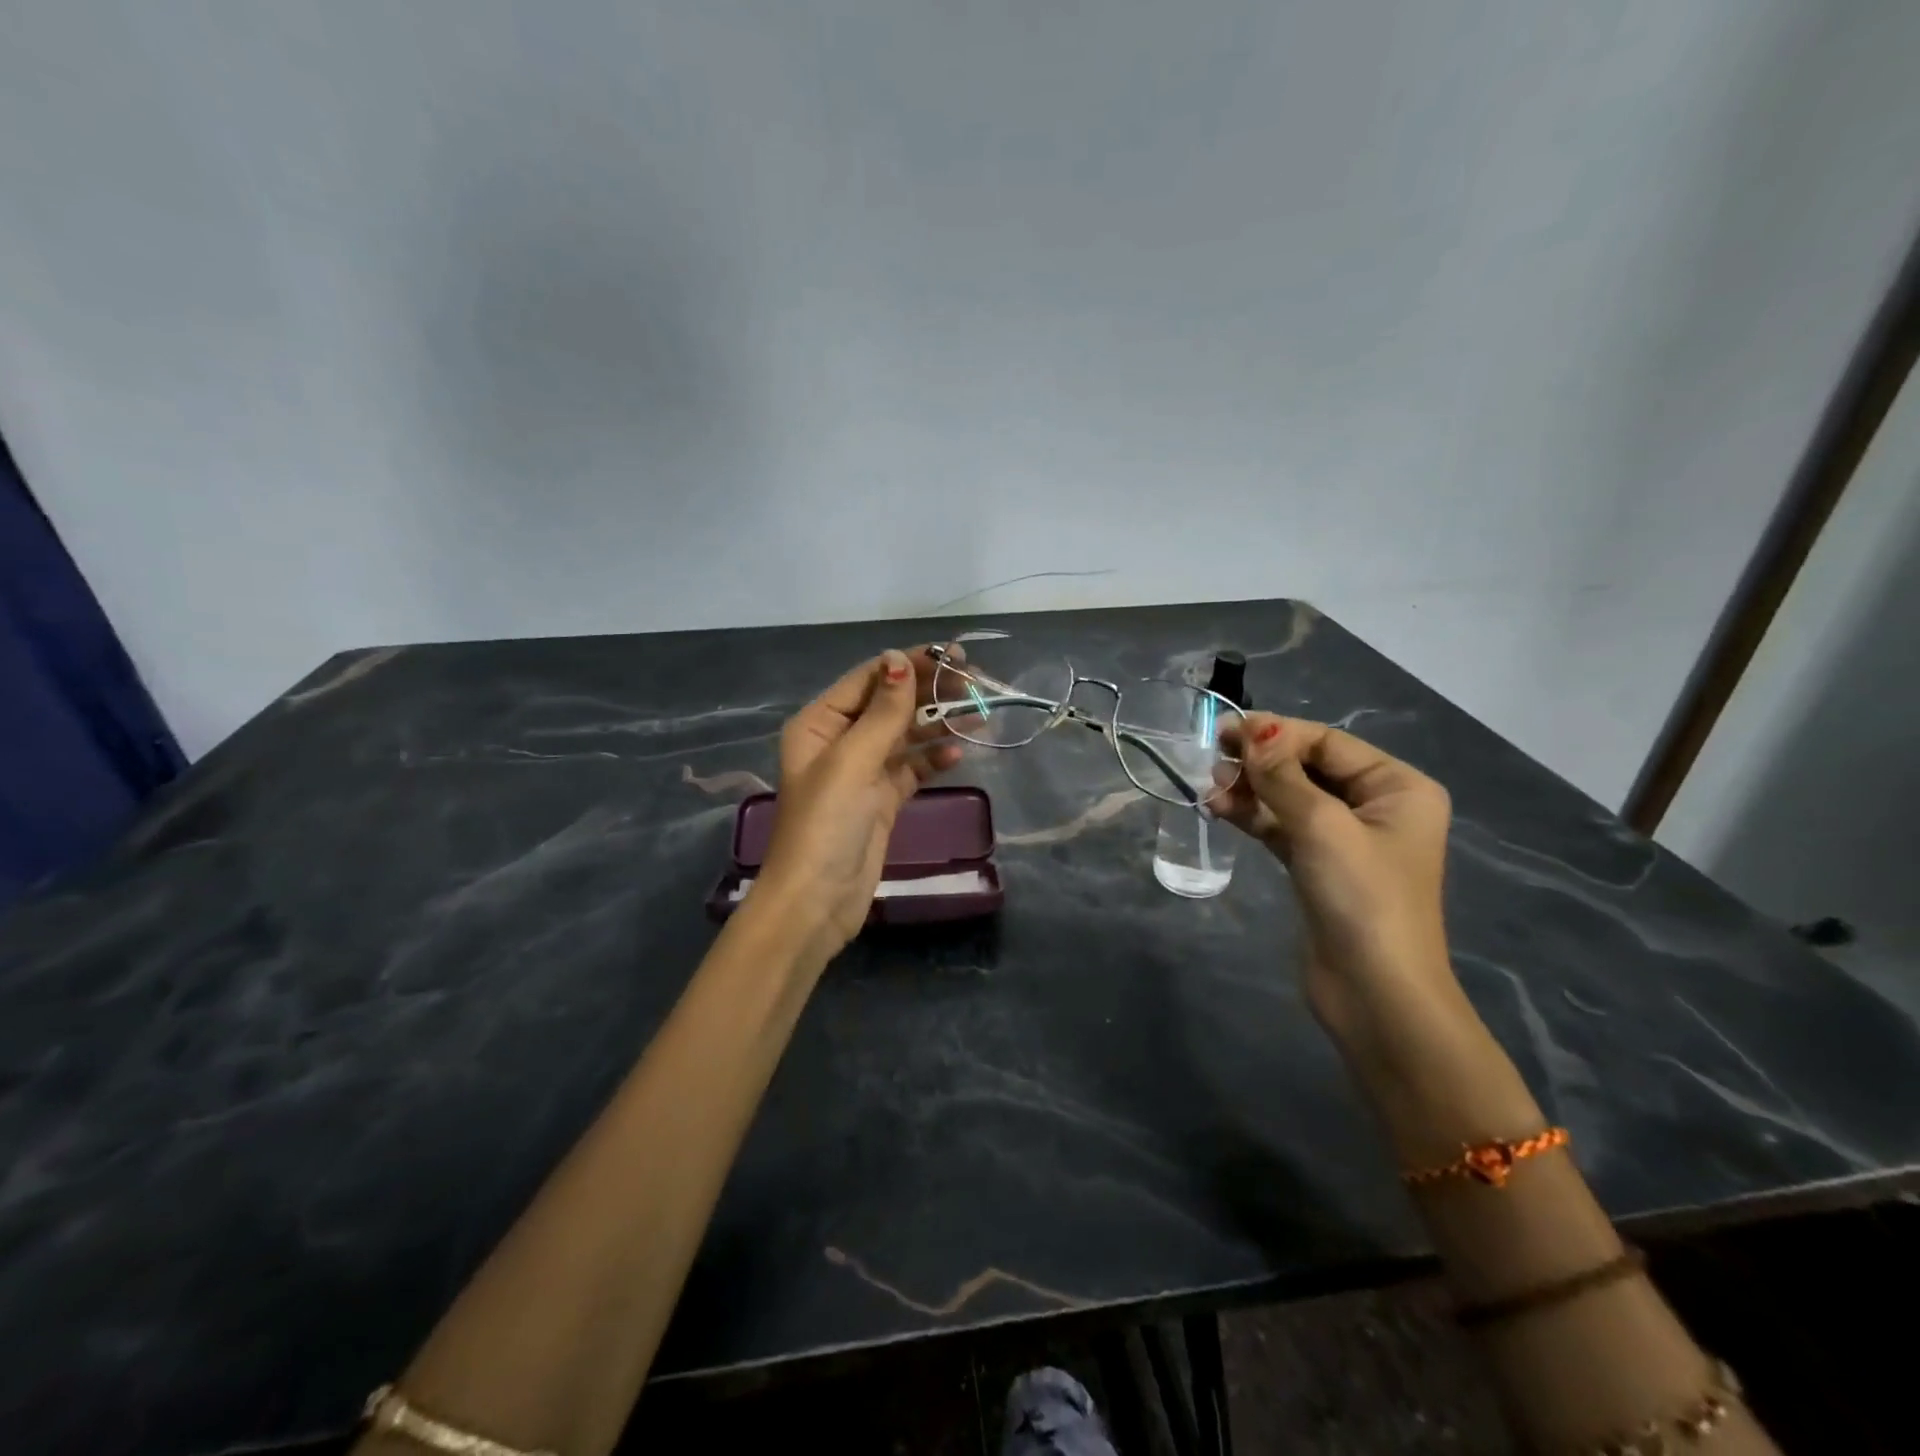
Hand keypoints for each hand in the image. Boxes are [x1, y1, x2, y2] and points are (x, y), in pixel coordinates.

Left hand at [755, 647, 963, 957]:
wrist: (817, 900)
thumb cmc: (827, 824)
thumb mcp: (853, 761)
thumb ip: (883, 712)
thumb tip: (899, 658)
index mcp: (819, 724)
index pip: (869, 680)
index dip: (909, 665)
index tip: (953, 656)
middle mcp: (838, 741)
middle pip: (889, 705)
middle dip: (928, 693)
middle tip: (973, 685)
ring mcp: (861, 772)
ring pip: (904, 736)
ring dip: (937, 725)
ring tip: (978, 715)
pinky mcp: (880, 800)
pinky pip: (910, 769)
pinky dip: (931, 760)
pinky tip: (956, 754)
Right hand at [1213, 714, 1459, 1048]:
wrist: (1376, 993)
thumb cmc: (1362, 898)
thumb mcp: (1321, 827)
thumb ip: (1282, 775)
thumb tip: (1252, 729)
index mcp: (1398, 787)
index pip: (1327, 743)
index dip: (1276, 734)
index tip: (1224, 733)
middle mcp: (1376, 806)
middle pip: (1307, 767)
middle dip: (1260, 763)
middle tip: (1213, 763)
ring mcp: (1346, 838)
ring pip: (1290, 797)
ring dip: (1251, 790)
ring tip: (1211, 791)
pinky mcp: (1319, 866)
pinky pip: (1282, 826)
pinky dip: (1253, 816)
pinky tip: (1220, 810)